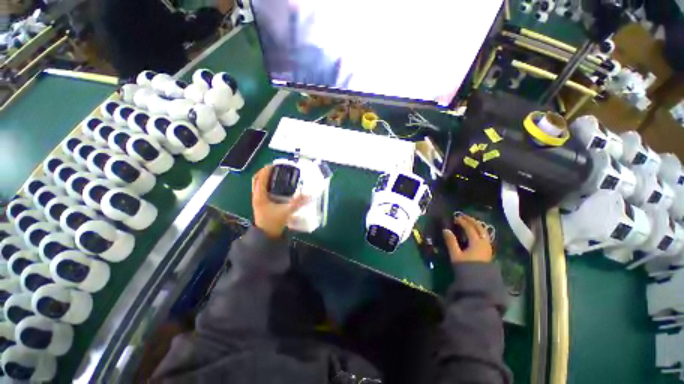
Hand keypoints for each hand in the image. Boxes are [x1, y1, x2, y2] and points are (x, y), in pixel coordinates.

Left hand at [252, 165, 307, 238]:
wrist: (266, 235)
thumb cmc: (274, 223)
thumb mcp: (286, 211)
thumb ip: (297, 203)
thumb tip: (308, 195)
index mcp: (260, 196)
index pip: (260, 179)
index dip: (266, 170)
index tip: (274, 164)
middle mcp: (256, 196)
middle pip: (256, 179)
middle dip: (264, 171)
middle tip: (275, 167)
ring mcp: (257, 199)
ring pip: (257, 184)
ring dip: (264, 177)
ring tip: (275, 173)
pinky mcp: (260, 202)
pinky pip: (260, 188)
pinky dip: (265, 183)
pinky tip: (275, 185)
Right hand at [442, 215, 492, 263]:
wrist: (479, 282)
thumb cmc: (466, 267)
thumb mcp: (456, 254)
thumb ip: (451, 241)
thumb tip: (445, 230)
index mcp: (476, 242)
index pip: (469, 228)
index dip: (462, 221)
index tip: (455, 217)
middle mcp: (484, 242)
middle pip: (479, 227)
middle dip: (471, 220)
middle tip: (463, 216)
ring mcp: (487, 247)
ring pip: (484, 231)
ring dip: (477, 225)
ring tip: (469, 222)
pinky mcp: (488, 251)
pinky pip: (485, 236)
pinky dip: (479, 231)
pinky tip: (475, 233)